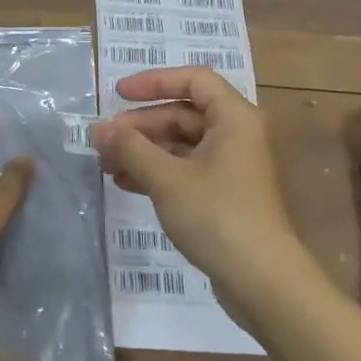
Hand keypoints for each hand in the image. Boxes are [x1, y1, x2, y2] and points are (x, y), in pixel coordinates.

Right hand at [90, 68, 300, 292]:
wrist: (262, 280)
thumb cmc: (217, 215)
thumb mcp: (167, 178)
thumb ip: (130, 148)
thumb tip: (98, 128)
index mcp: (233, 118)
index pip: (193, 80)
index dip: (153, 82)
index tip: (117, 94)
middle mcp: (236, 135)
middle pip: (183, 113)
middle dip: (140, 125)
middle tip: (104, 141)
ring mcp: (231, 166)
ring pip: (181, 144)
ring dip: (143, 150)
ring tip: (107, 165)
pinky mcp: (224, 194)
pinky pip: (186, 169)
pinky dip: (157, 171)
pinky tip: (126, 183)